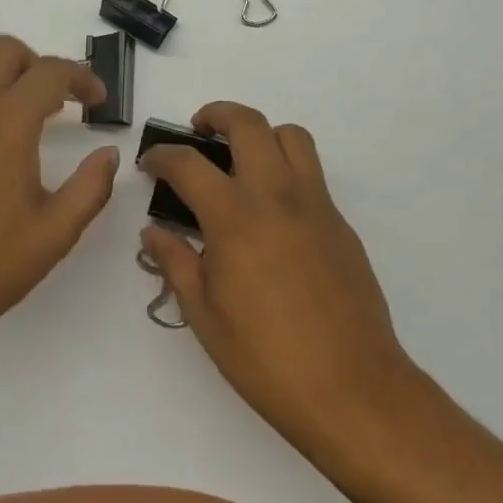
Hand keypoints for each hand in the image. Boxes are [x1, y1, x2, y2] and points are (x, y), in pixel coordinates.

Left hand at [0, 36, 117, 363]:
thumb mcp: (55, 233)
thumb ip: (91, 187)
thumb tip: (109, 154)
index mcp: (4, 127)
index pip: (49, 73)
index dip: (82, 78)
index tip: (98, 103)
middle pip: (3, 51)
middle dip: (39, 64)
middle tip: (60, 102)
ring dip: (3, 75)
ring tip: (24, 115)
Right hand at [139, 103, 416, 445]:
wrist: (351, 387)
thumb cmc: (265, 358)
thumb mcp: (204, 315)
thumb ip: (176, 263)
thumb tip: (154, 232)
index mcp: (235, 218)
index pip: (189, 164)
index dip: (163, 156)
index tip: (151, 164)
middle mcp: (277, 197)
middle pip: (250, 124)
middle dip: (217, 115)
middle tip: (199, 133)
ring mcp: (316, 206)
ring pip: (292, 137)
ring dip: (261, 134)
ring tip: (241, 161)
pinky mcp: (341, 224)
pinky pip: (312, 175)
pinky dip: (286, 171)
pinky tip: (271, 215)